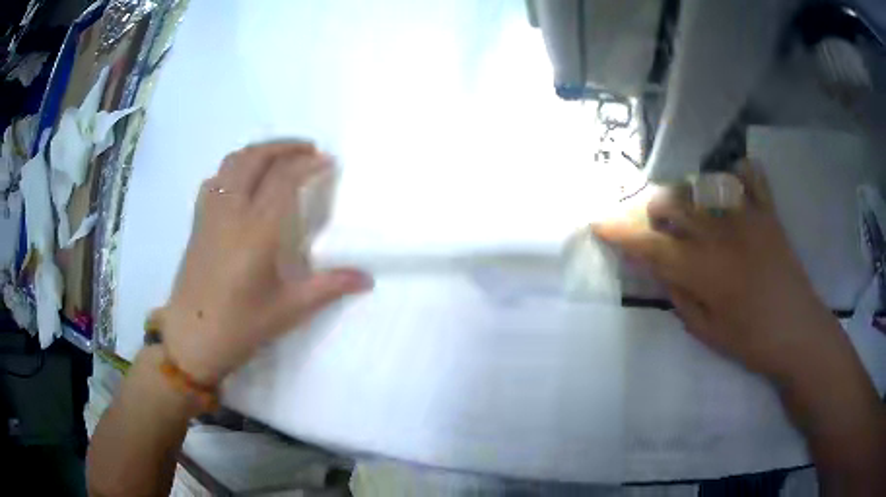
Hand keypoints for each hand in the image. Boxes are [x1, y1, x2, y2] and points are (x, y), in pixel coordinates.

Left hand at [156, 141, 372, 385]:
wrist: (191, 338)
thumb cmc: (241, 326)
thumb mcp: (289, 309)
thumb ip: (329, 287)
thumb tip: (367, 279)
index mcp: (256, 231)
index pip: (284, 179)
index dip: (308, 164)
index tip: (328, 162)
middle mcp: (231, 211)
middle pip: (256, 157)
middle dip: (285, 146)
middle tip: (308, 150)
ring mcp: (210, 213)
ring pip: (233, 162)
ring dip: (259, 151)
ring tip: (280, 158)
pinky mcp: (198, 221)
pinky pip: (217, 178)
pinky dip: (235, 168)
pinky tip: (244, 182)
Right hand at [593, 161, 839, 380]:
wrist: (798, 332)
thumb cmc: (751, 341)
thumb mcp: (705, 330)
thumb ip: (677, 292)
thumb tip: (656, 265)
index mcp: (703, 271)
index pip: (651, 245)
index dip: (620, 233)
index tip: (598, 223)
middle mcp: (721, 235)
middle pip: (674, 202)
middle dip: (654, 209)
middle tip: (656, 225)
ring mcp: (748, 218)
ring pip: (704, 183)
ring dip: (688, 191)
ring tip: (691, 208)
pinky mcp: (769, 213)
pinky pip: (750, 175)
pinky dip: (737, 173)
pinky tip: (731, 187)